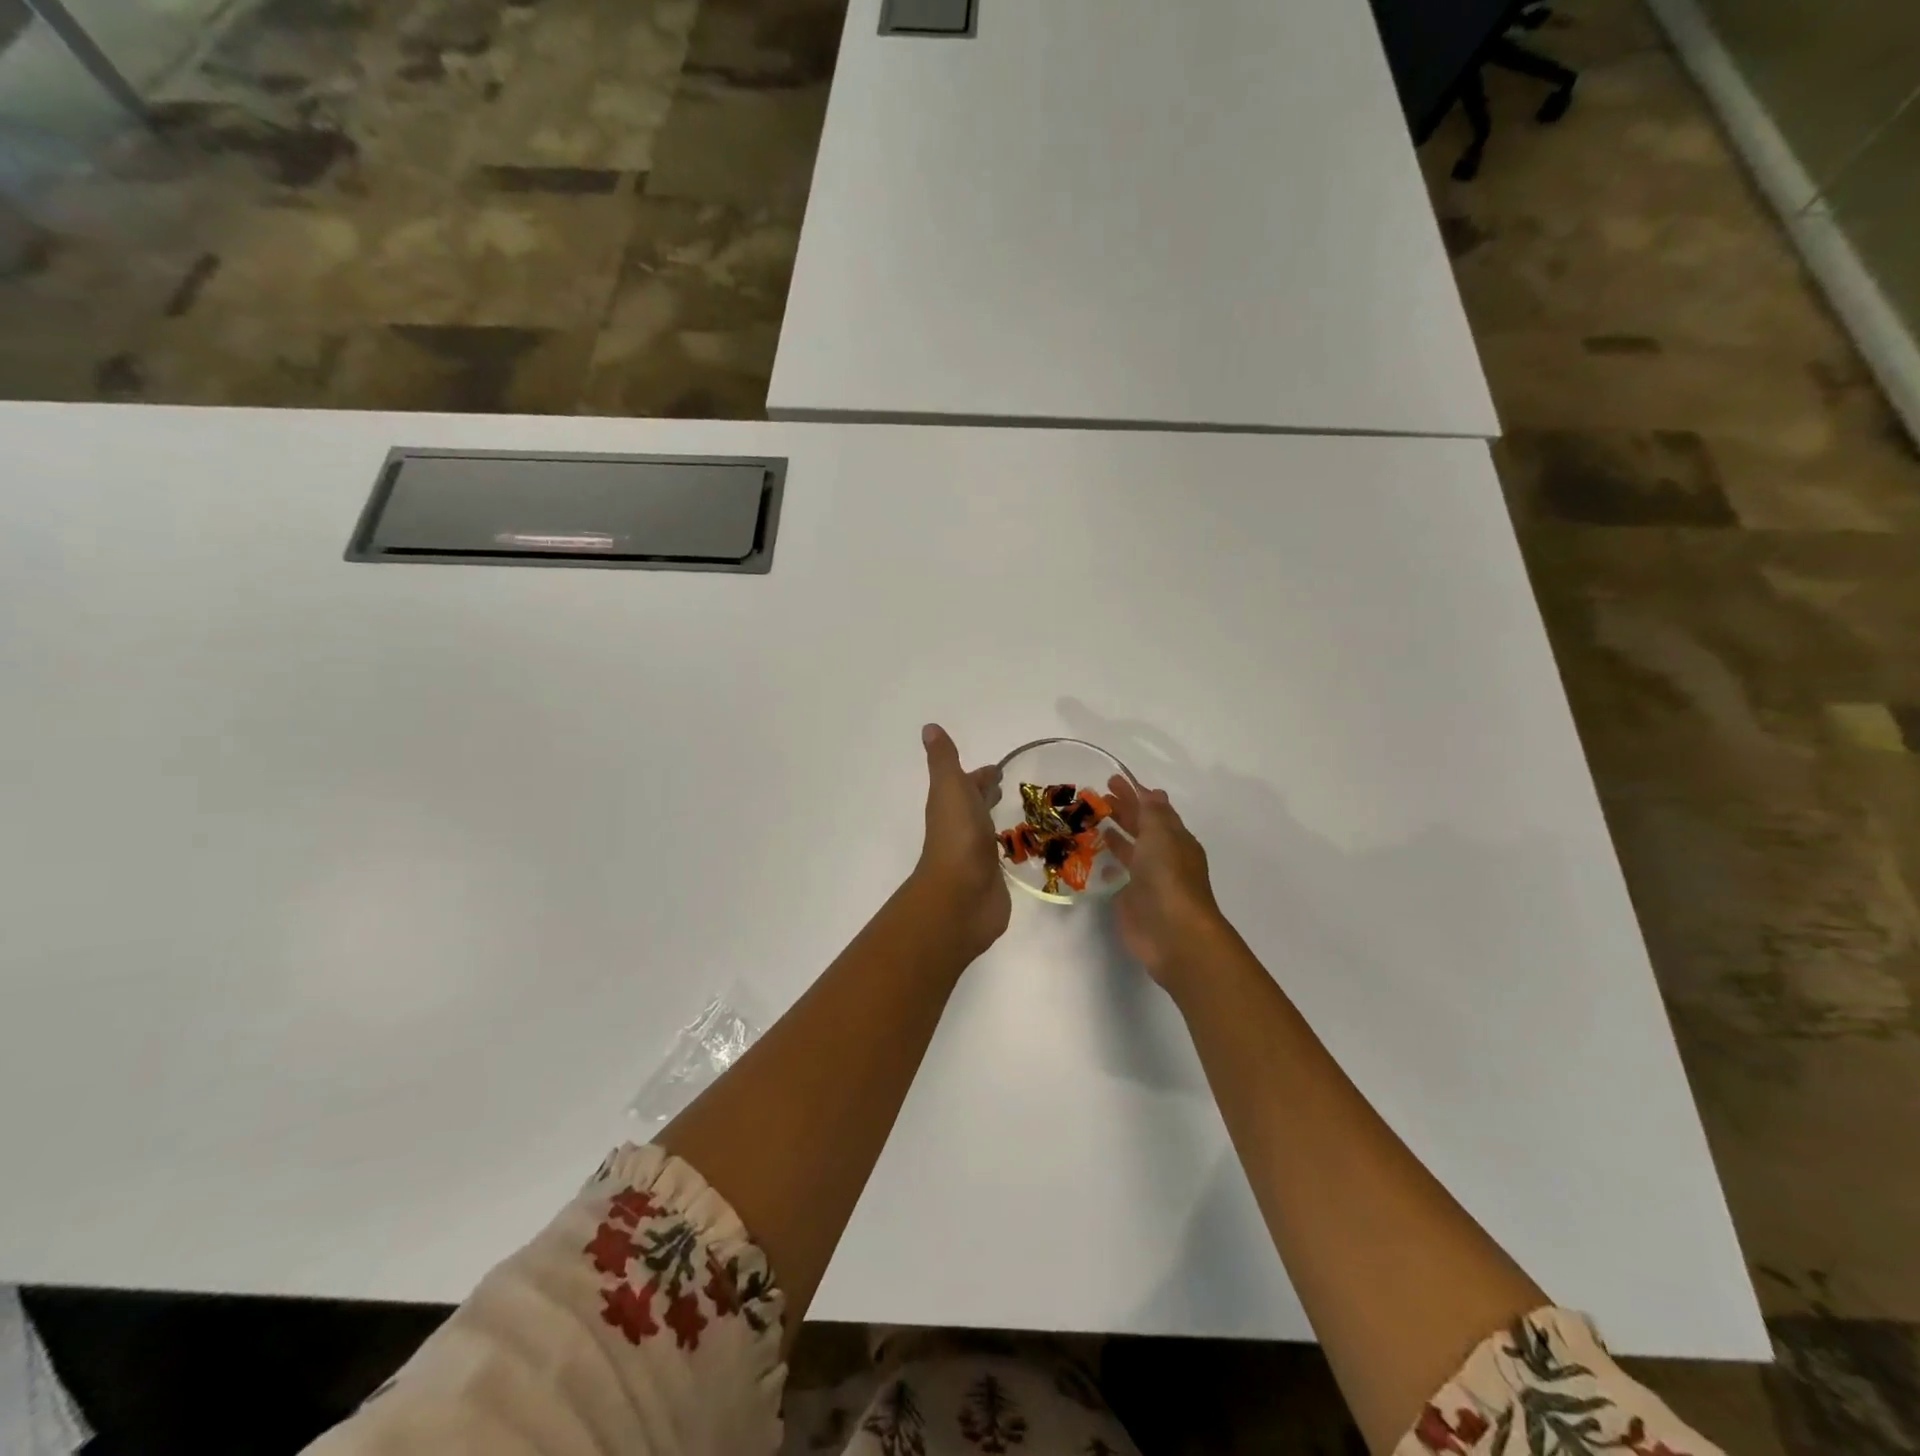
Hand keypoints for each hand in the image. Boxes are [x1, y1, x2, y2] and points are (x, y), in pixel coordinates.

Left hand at [911, 724, 1011, 959]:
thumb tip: (929, 727)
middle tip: (1008, 786)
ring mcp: (975, 854)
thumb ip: (944, 760)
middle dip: (987, 794)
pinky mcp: (992, 878)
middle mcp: (961, 828)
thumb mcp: (949, 788)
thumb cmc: (957, 836)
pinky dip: (1008, 847)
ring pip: (987, 830)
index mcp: (950, 805)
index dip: (979, 775)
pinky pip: (1001, 856)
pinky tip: (1024, 847)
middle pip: (974, 806)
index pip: (966, 784)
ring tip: (1024, 813)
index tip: (998, 768)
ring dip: (997, 819)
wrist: (962, 896)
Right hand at [1104, 775, 1226, 985]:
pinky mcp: (1131, 899)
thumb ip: (1151, 813)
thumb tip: (1151, 791)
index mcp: (1175, 839)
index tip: (1112, 780)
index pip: (1154, 810)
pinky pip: (1118, 873)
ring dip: (1114, 834)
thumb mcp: (1161, 835)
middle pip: (1141, 828)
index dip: (1135, 794)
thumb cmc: (1168, 877)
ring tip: (1090, 820)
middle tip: (1096, 797)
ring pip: (1129, 849)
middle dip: (1122, 810)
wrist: (1172, 933)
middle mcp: (1163, 856)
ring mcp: (1147, 879)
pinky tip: (1092, 855)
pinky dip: (1108, 861)